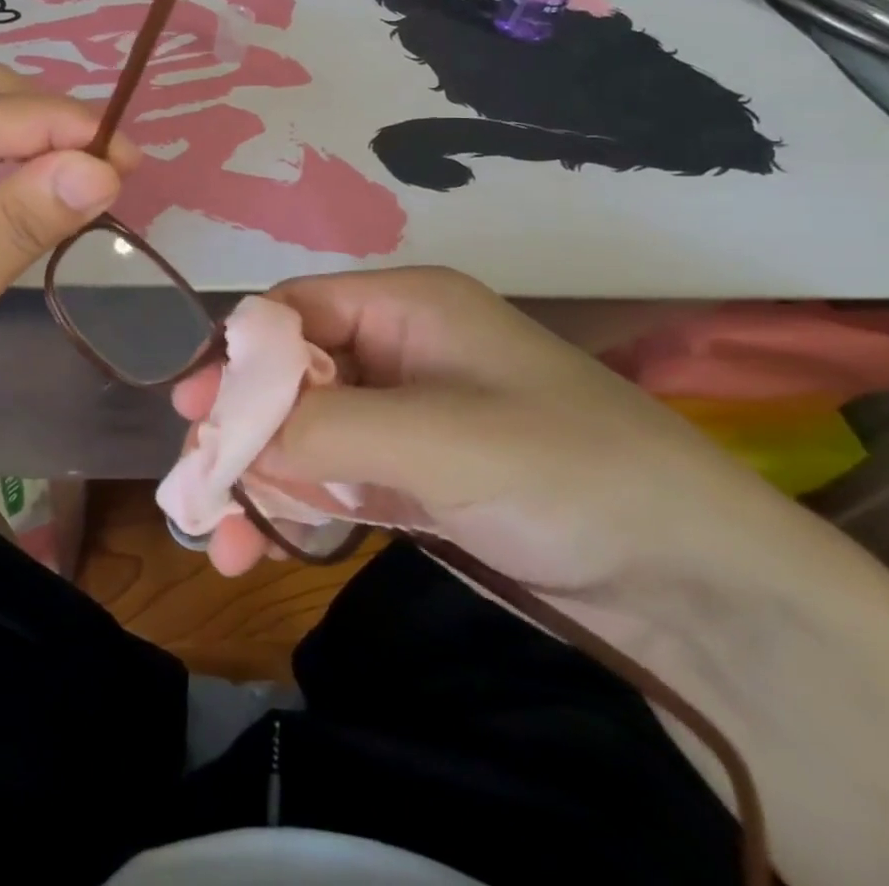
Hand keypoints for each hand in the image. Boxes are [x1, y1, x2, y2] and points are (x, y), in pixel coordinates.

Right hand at [174, 267, 792, 601]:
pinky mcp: (413, 478)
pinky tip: (263, 547)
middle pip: (290, 376)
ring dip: (260, 480)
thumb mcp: (439, 439)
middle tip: (196, 489)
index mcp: (408, 306)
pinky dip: (297, 507)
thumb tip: (225, 433)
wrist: (695, 583)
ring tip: (222, 542)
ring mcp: (405, 418)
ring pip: (305, 434)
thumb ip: (324, 429)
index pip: (296, 311)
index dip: (240, 357)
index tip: (193, 414)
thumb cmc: (567, 472)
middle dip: (241, 430)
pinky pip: (334, 479)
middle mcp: (398, 350)